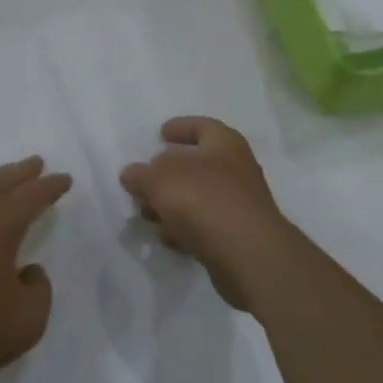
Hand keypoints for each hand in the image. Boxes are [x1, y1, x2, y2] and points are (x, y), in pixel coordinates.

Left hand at [0, 157, 70, 382]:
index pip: (32, 196)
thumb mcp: (25, 323)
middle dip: (21, 173)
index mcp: (0, 223)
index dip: (50, 187)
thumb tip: (28, 271)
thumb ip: (39, 292)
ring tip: (4, 181)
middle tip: (35, 162)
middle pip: (0, 183)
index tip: (64, 178)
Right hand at [120, 116, 295, 310]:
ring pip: (197, 197)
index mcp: (223, 142)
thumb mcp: (159, 179)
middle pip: (194, 164)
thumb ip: (140, 174)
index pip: (199, 126)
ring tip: (147, 216)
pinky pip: (204, 225)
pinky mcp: (237, 235)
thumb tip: (132, 174)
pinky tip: (168, 239)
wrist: (250, 256)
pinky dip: (185, 229)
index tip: (159, 135)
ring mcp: (239, 203)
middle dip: (165, 175)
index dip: (179, 127)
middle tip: (143, 184)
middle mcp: (236, 168)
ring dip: (171, 205)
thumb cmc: (204, 200)